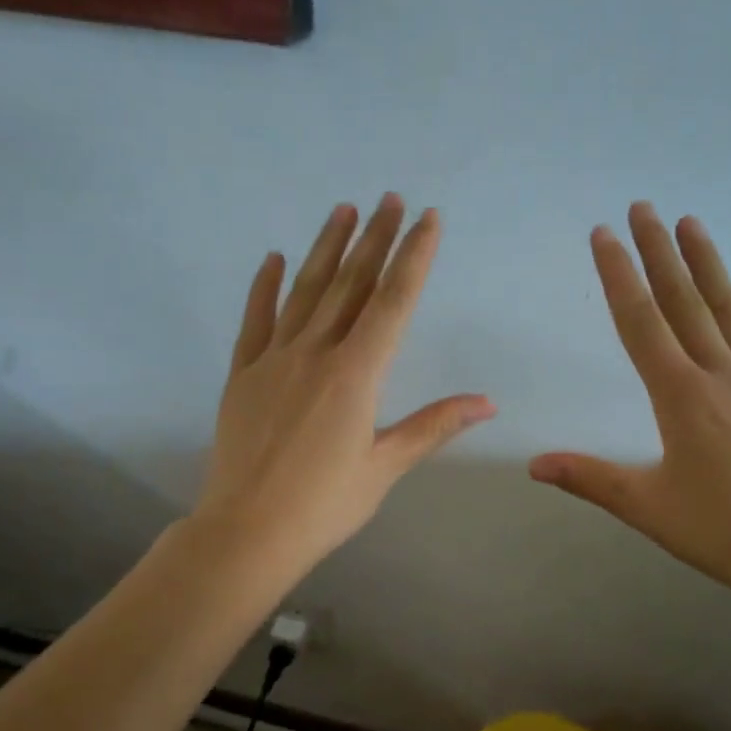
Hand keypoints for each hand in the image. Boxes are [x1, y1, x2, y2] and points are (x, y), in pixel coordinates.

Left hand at [196, 196, 495, 576]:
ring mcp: (273, 360)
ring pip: (305, 292)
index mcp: (355, 375)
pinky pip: (256, 320)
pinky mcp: (242, 374)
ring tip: (344, 210)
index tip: (427, 220)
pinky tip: (275, 257)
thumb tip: (487, 403)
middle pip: (351, 284)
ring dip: (326, 248)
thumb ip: (433, 426)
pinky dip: (265, 286)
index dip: (413, 257)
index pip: (392, 302)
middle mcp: (315, 354)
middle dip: (375, 239)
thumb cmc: (324, 505)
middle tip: (390, 198)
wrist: (247, 532)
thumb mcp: (385, 467)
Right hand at [529, 202, 730, 610]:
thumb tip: (533, 463)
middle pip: (684, 303)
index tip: (604, 235)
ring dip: (708, 265)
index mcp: (679, 396)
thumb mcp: (646, 506)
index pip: (641, 323)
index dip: (619, 276)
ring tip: (692, 223)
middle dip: (659, 252)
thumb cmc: (720, 530)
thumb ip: (589, 478)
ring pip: (730, 312)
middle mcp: (720, 376)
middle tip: (643, 207)